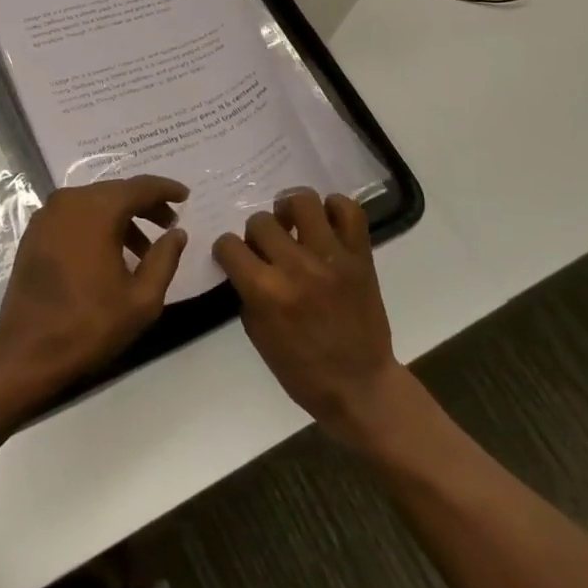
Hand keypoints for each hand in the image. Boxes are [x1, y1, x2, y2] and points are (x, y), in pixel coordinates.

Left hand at [0, 176, 188, 395]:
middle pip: (116, 192)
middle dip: (145, 205)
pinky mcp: (35, 232)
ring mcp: (47, 215)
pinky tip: (111, 253)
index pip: (139, 187)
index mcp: (97, 209)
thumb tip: (177, 233)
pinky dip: (97, 225)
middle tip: (169, 224)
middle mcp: (69, 201)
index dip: (165, 190)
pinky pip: (74, 216)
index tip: (185, 195)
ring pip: (94, 204)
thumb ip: (164, 259)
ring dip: (121, 218)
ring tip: (144, 250)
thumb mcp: (142, 298)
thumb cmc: (90, 324)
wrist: (28, 350)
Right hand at [213, 190, 410, 443]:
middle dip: (257, 235)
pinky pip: (349, 210)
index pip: (228, 245)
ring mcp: (331, 257)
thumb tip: (244, 262)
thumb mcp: (257, 334)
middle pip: (261, 221)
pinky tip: (325, 224)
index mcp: (266, 291)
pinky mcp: (360, 256)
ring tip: (294, 225)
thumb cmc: (301, 370)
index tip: (235, 259)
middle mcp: (296, 267)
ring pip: (302, 201)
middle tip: (268, 249)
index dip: (227, 251)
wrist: (360, 387)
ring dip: (290, 210)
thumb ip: (247, 290)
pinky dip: (334, 209)